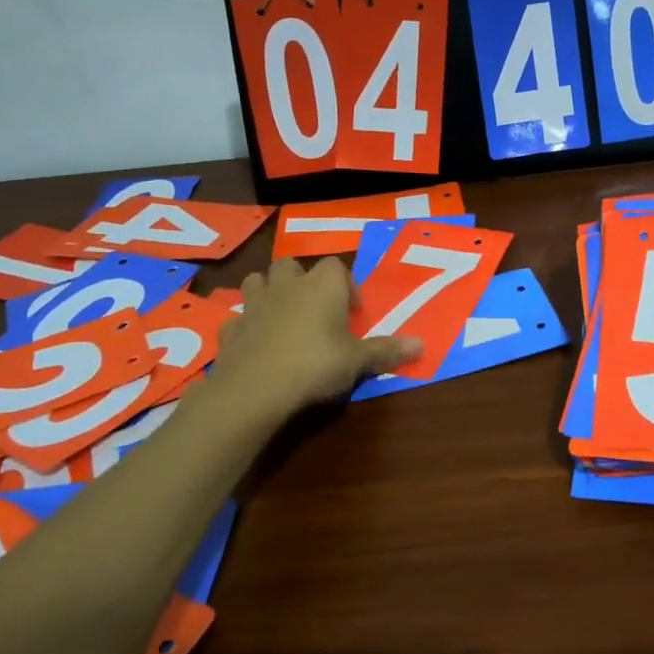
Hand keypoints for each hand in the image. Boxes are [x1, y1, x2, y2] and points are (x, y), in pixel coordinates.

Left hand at [212, 257, 421, 412]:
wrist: (255, 389)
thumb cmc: (315, 364)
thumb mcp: (358, 361)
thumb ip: (387, 351)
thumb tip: (423, 345)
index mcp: (322, 285)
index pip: (336, 266)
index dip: (345, 285)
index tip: (352, 312)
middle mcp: (287, 285)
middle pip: (291, 265)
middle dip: (301, 280)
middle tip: (314, 308)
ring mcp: (254, 304)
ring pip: (257, 281)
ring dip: (268, 292)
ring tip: (281, 316)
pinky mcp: (230, 328)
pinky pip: (238, 318)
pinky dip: (246, 326)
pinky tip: (254, 343)